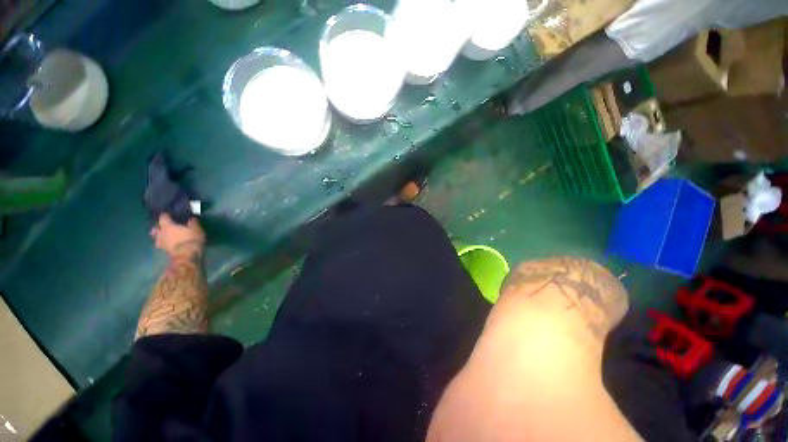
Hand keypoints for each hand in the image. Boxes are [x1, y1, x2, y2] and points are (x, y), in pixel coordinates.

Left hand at [151, 214, 204, 259]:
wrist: (186, 255)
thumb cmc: (191, 239)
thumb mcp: (196, 229)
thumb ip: (193, 223)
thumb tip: (191, 218)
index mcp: (167, 225)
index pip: (163, 217)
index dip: (166, 215)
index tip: (169, 214)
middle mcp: (161, 233)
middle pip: (156, 228)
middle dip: (159, 227)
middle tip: (164, 226)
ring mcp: (161, 243)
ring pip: (157, 238)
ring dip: (160, 236)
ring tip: (165, 236)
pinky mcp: (164, 251)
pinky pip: (162, 245)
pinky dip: (164, 244)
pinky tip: (168, 244)